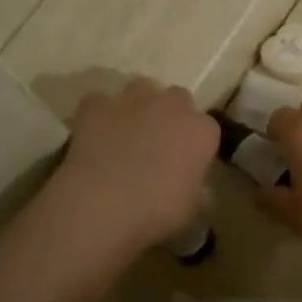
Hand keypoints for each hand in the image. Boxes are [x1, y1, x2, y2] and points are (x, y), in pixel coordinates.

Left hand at [54, 80, 218, 253]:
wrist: (103, 204)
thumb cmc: (156, 211)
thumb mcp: (190, 206)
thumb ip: (191, 182)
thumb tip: (184, 179)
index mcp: (202, 131)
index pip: (207, 129)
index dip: (194, 144)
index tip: (185, 162)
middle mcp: (173, 105)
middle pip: (178, 99)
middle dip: (170, 116)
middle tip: (157, 145)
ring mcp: (133, 99)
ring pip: (141, 90)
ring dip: (138, 106)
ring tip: (126, 134)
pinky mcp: (97, 104)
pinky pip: (100, 102)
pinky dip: (99, 115)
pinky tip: (94, 136)